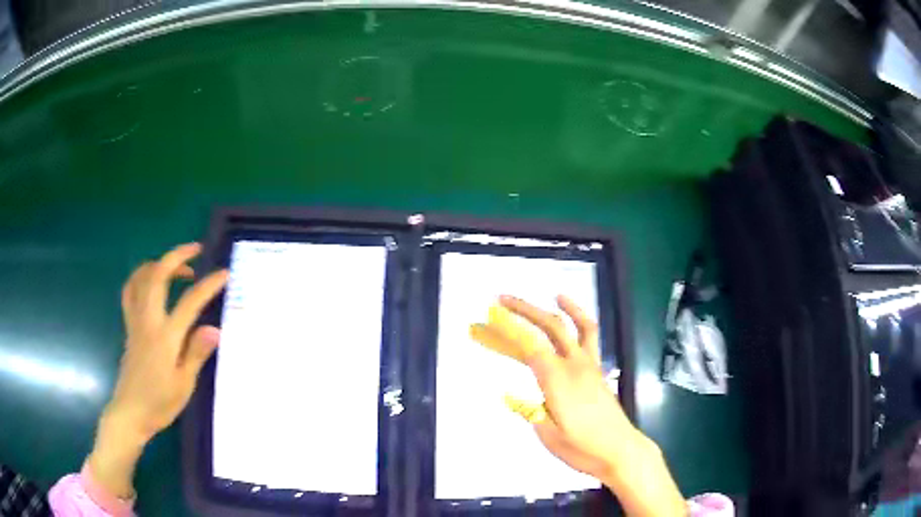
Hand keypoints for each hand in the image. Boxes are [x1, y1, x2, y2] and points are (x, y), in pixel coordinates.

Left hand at [88, 243, 228, 498]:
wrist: (130, 413)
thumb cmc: (159, 403)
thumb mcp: (184, 385)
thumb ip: (196, 353)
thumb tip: (215, 329)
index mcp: (165, 336)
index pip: (189, 302)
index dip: (208, 285)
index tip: (224, 274)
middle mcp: (148, 320)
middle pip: (158, 275)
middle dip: (177, 256)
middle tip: (196, 250)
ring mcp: (135, 320)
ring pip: (141, 277)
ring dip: (159, 263)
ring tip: (175, 266)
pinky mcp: (129, 326)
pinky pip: (131, 291)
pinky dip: (141, 277)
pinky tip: (151, 283)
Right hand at [475, 295, 686, 515]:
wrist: (620, 450)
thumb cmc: (583, 448)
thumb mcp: (549, 436)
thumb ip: (530, 412)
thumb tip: (510, 395)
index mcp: (558, 381)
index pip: (530, 346)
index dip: (508, 328)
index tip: (490, 316)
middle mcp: (574, 365)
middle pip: (550, 327)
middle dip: (524, 310)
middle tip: (500, 301)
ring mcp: (589, 365)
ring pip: (574, 326)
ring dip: (557, 308)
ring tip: (545, 296)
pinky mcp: (597, 370)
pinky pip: (589, 336)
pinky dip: (580, 318)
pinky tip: (571, 314)